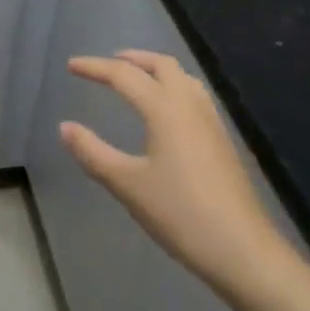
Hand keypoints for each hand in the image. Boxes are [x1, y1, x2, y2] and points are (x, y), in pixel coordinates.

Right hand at [60, 51, 300, 309]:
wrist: (244, 252)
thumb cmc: (181, 215)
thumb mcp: (128, 185)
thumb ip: (93, 153)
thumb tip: (65, 127)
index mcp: (164, 108)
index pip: (123, 75)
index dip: (94, 67)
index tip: (71, 66)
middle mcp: (189, 104)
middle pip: (160, 64)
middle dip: (132, 59)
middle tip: (108, 65)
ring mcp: (210, 121)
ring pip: (182, 77)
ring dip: (155, 69)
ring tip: (136, 79)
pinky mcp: (222, 140)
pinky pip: (194, 95)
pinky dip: (173, 86)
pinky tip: (167, 111)